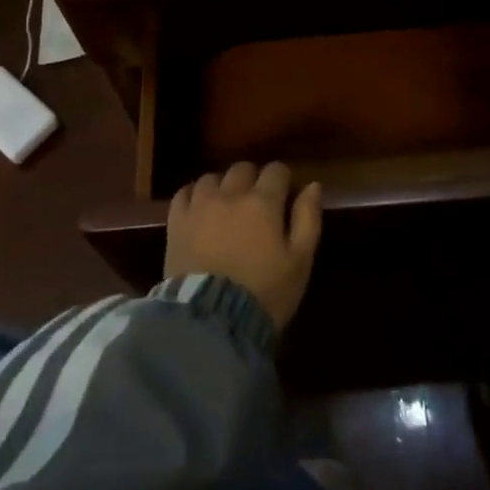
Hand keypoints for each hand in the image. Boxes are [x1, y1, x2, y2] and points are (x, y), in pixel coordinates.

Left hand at [165, 161, 322, 332]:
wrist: (211, 321)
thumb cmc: (264, 293)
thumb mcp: (299, 261)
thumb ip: (307, 218)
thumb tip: (313, 185)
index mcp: (263, 201)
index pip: (276, 170)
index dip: (282, 180)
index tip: (284, 196)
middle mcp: (231, 194)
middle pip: (243, 168)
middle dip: (252, 179)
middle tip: (256, 203)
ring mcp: (200, 206)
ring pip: (212, 178)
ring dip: (222, 187)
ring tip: (225, 207)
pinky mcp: (176, 222)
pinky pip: (184, 193)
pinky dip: (193, 196)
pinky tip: (199, 211)